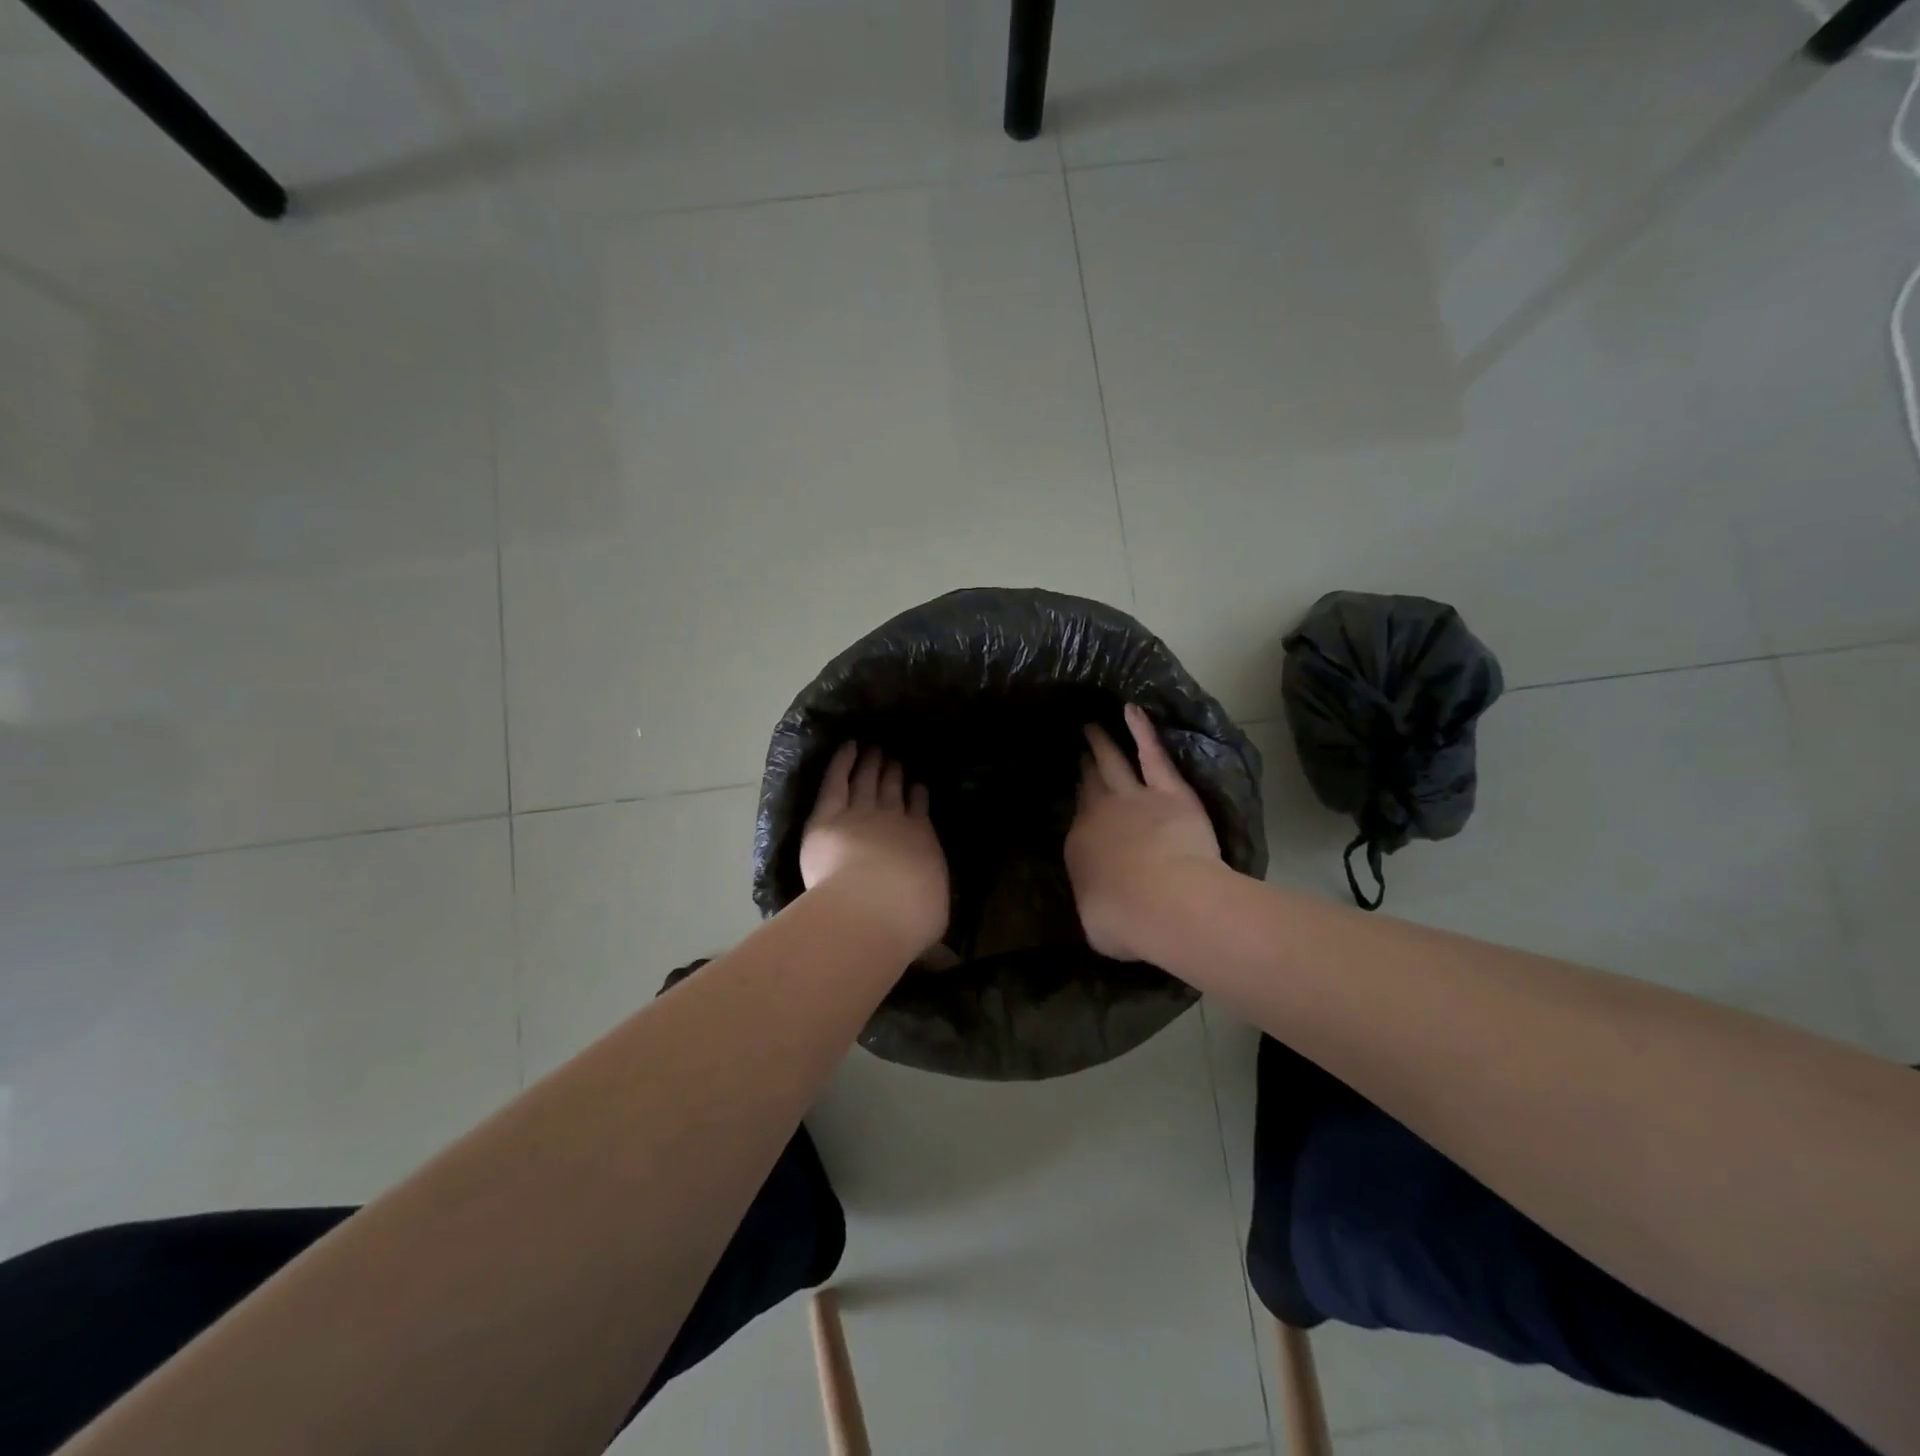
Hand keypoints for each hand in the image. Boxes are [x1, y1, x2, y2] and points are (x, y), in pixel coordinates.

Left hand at [800, 743, 948, 953]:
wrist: (872, 906)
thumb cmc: (907, 921)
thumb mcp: (928, 932)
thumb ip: (935, 945)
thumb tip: (952, 966)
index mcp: (921, 843)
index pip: (919, 814)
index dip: (917, 799)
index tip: (917, 787)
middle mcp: (894, 821)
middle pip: (892, 791)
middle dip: (893, 774)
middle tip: (892, 758)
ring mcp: (861, 813)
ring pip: (866, 782)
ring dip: (871, 764)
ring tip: (874, 750)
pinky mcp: (829, 814)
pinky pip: (837, 781)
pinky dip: (843, 762)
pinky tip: (847, 747)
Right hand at [1066, 703, 1222, 961]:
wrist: (1165, 902)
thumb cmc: (1126, 922)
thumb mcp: (1098, 923)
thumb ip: (1096, 901)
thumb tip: (1099, 903)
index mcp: (1080, 846)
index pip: (1079, 821)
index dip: (1080, 806)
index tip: (1079, 797)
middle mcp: (1100, 814)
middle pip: (1090, 784)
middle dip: (1083, 766)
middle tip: (1078, 749)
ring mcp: (1133, 798)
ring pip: (1112, 762)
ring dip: (1101, 743)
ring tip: (1092, 725)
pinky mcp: (1168, 791)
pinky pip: (1152, 754)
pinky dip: (1141, 731)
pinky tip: (1132, 710)